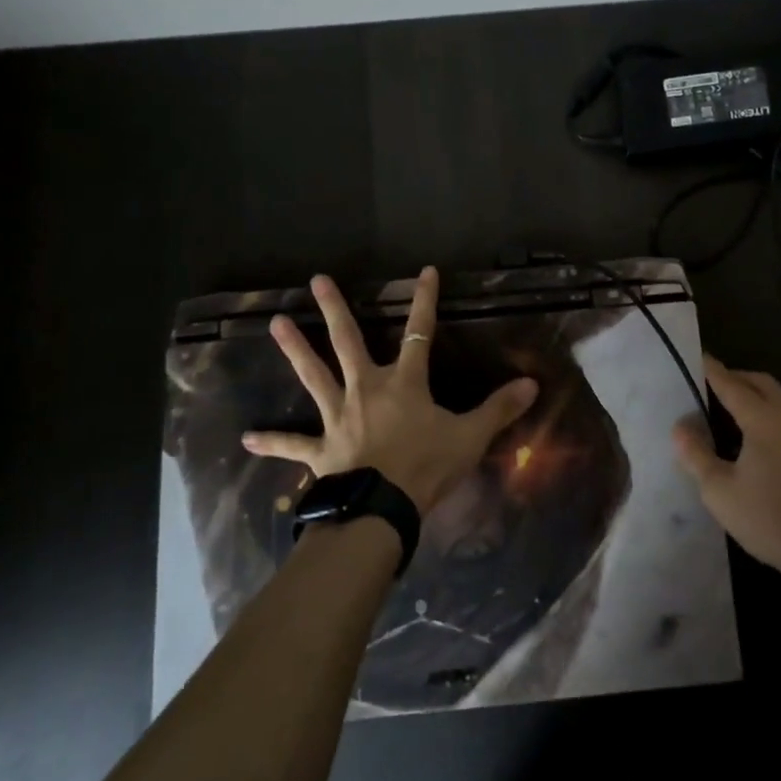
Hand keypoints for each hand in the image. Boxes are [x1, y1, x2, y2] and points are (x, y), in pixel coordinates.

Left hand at [242, 267, 537, 516]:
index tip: (425, 271)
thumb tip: (532, 384)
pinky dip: (272, 440)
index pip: (419, 333)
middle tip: (316, 280)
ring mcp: (338, 416)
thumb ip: (498, 409)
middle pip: (348, 341)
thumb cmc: (427, 467)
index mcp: (404, 383)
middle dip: (334, 309)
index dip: (424, 301)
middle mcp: (366, 389)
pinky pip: (293, 443)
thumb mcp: (470, 437)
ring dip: (294, 350)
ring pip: (313, 376)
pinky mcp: (320, 448)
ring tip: (274, 324)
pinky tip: (248, 437)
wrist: (383, 509)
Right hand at [672, 355, 780, 587]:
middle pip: (760, 383)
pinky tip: (757, 435)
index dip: (712, 370)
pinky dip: (769, 411)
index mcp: (764, 420)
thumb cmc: (770, 519)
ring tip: (730, 407)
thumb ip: (696, 455)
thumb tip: (680, 427)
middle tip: (710, 383)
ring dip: (755, 394)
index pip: (731, 384)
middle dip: (735, 377)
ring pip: (779, 398)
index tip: (697, 357)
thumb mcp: (720, 491)